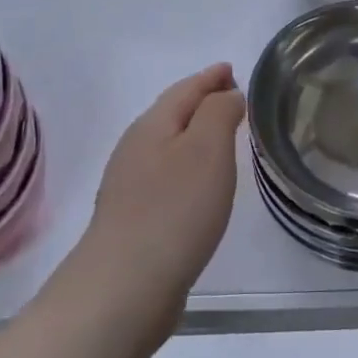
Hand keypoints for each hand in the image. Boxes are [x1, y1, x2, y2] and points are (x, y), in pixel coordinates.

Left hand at [83, 64, 245, 311]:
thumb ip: (219, 112)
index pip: (186, 88)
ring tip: (221, 136)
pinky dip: (188, 166)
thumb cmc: (175, 209)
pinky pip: (166, 176)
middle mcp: (136, 148)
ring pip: (168, 145)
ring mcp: (130, 185)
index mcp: (153, 125)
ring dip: (194, 135)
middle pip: (172, 113)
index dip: (211, 77)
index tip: (231, 69)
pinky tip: (199, 185)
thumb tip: (227, 94)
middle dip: (201, 101)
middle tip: (232, 96)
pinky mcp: (134, 219)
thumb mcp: (207, 149)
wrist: (125, 287)